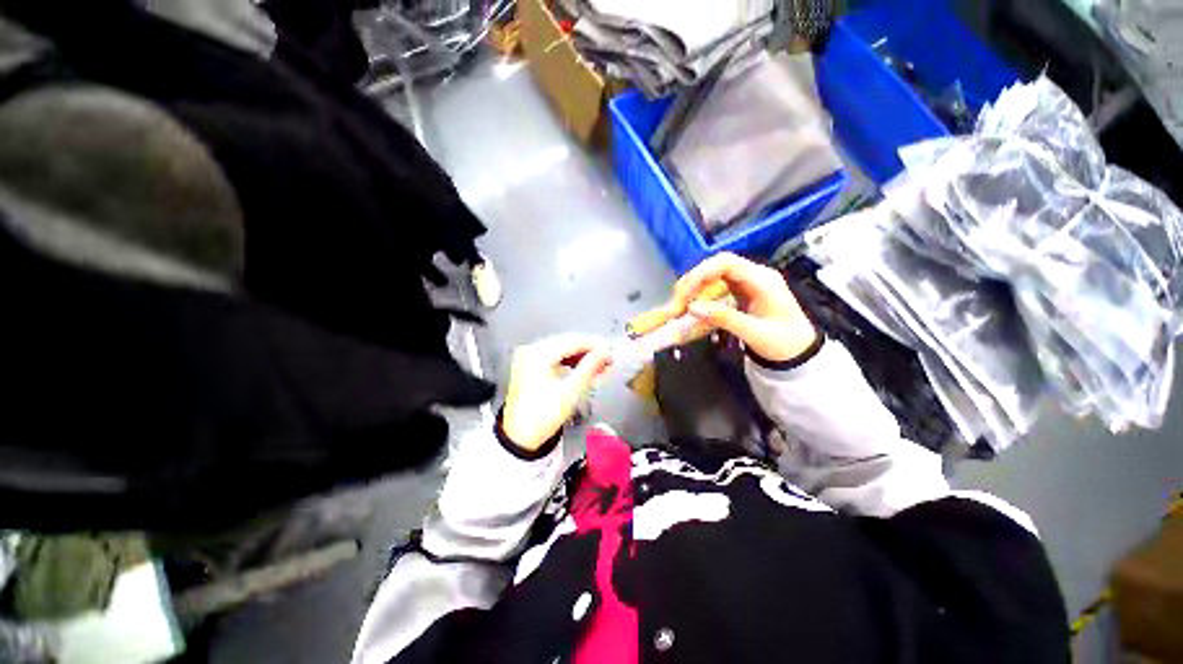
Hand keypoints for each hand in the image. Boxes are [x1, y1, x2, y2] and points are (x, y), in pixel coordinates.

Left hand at [502, 335, 612, 451]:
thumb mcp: (571, 391)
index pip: (573, 341)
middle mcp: (531, 349)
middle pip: (567, 342)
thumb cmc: (544, 415)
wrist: (519, 437)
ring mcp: (528, 356)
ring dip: (580, 356)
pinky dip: (569, 361)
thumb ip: (590, 367)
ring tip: (599, 366)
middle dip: (589, 350)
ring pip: (561, 348)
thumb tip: (605, 353)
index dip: (595, 345)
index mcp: (538, 353)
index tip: (611, 352)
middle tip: (608, 360)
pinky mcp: (529, 365)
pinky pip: (553, 356)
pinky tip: (583, 368)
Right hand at [667, 253, 817, 362]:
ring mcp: (747, 283)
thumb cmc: (784, 343)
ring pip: (714, 276)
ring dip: (694, 288)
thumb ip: (724, 318)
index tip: (684, 293)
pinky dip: (701, 296)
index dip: (701, 273)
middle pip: (716, 266)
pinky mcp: (741, 293)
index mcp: (762, 280)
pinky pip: (716, 288)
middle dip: (693, 281)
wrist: (801, 353)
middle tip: (677, 301)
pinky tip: (692, 307)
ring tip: (680, 305)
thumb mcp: (755, 333)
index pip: (726, 263)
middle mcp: (753, 276)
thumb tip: (692, 307)